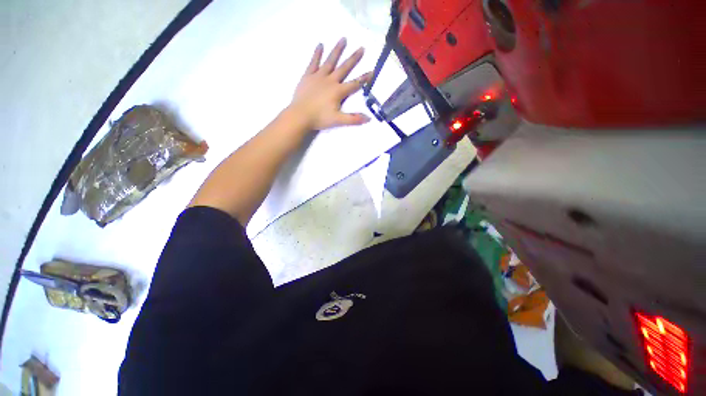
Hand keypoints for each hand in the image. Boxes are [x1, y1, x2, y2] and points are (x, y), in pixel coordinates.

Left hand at [289, 38, 372, 130]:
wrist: (300, 115)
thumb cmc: (319, 118)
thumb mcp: (338, 121)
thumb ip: (353, 119)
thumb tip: (368, 118)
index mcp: (338, 91)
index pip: (354, 84)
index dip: (364, 78)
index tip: (372, 70)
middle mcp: (330, 80)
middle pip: (344, 68)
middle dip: (353, 58)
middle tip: (361, 47)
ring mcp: (318, 76)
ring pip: (330, 61)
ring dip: (337, 50)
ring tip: (343, 39)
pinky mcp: (308, 76)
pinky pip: (313, 62)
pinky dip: (317, 54)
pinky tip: (320, 45)